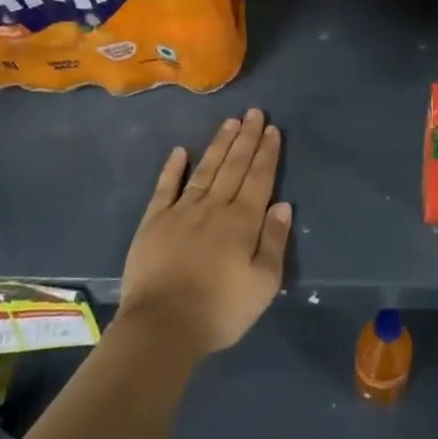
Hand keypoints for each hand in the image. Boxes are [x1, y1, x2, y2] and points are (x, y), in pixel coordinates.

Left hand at [117, 108, 290, 360]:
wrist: (162, 326)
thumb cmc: (220, 310)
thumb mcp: (263, 283)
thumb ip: (274, 241)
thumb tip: (283, 205)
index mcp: (243, 222)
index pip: (259, 179)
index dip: (267, 153)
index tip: (272, 129)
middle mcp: (214, 208)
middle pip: (234, 166)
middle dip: (246, 139)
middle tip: (254, 112)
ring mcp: (181, 212)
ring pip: (205, 170)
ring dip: (218, 145)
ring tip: (229, 122)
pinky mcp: (154, 222)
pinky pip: (165, 188)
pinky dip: (173, 168)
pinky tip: (180, 151)